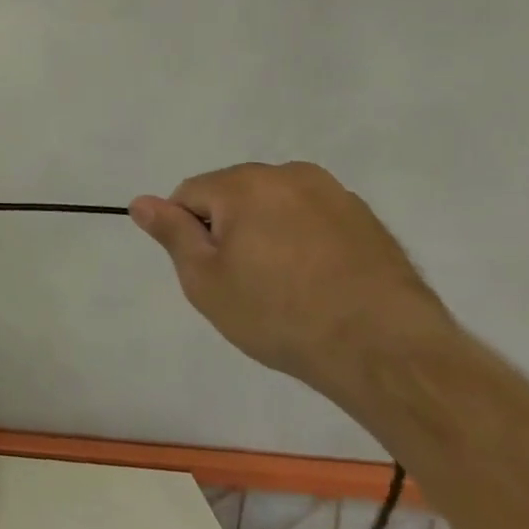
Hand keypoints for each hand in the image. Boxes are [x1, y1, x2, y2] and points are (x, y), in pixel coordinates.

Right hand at [130, 162, 453, 401]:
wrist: (388, 353)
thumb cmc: (279, 314)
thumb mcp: (205, 280)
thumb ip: (171, 233)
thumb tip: (140, 201)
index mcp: (244, 183)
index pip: (190, 195)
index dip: (190, 234)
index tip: (212, 273)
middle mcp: (290, 175)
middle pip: (234, 195)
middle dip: (230, 230)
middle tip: (246, 283)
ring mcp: (335, 195)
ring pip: (276, 207)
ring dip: (269, 234)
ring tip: (287, 286)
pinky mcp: (369, 221)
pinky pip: (315, 221)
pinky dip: (307, 243)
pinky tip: (319, 285)